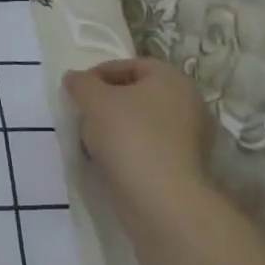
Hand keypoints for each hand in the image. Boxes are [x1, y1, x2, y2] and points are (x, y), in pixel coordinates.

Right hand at [64, 57, 215, 199]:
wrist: (160, 200)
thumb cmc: (129, 136)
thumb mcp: (94, 100)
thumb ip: (81, 83)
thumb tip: (74, 78)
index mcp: (172, 79)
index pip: (131, 65)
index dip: (100, 73)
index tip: (78, 90)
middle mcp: (188, 104)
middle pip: (138, 94)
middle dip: (107, 101)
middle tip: (84, 113)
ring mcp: (190, 138)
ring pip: (143, 122)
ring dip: (116, 127)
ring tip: (91, 139)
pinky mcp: (184, 166)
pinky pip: (149, 147)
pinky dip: (128, 149)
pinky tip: (109, 160)